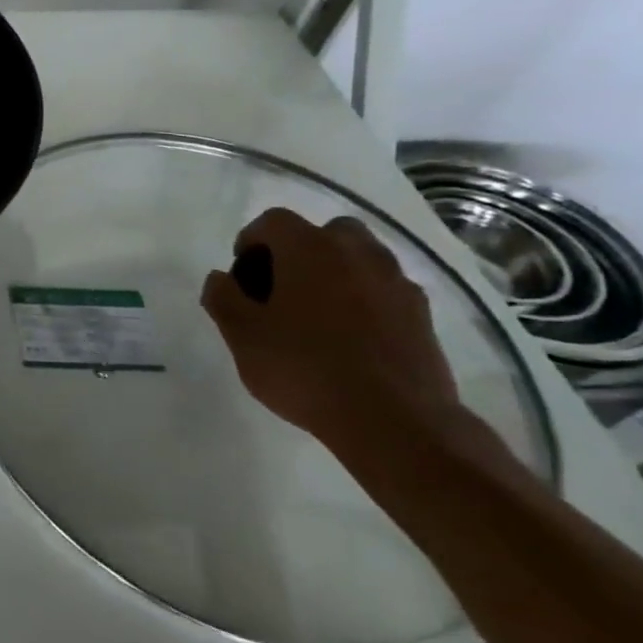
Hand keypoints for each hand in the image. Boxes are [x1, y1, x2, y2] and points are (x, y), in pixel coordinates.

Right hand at [199, 208, 487, 460]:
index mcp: (310, 249)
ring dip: (334, 273)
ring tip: (314, 315)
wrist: (393, 420)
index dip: (250, 242)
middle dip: (298, 251)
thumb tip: (221, 278)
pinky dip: (363, 299)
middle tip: (280, 289)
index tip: (241, 278)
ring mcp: (396, 283)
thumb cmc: (303, 367)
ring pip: (359, 258)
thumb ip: (223, 297)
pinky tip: (348, 338)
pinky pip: (383, 289)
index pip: (273, 221)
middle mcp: (358, 253)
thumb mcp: (241, 334)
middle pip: (324, 232)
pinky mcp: (421, 315)